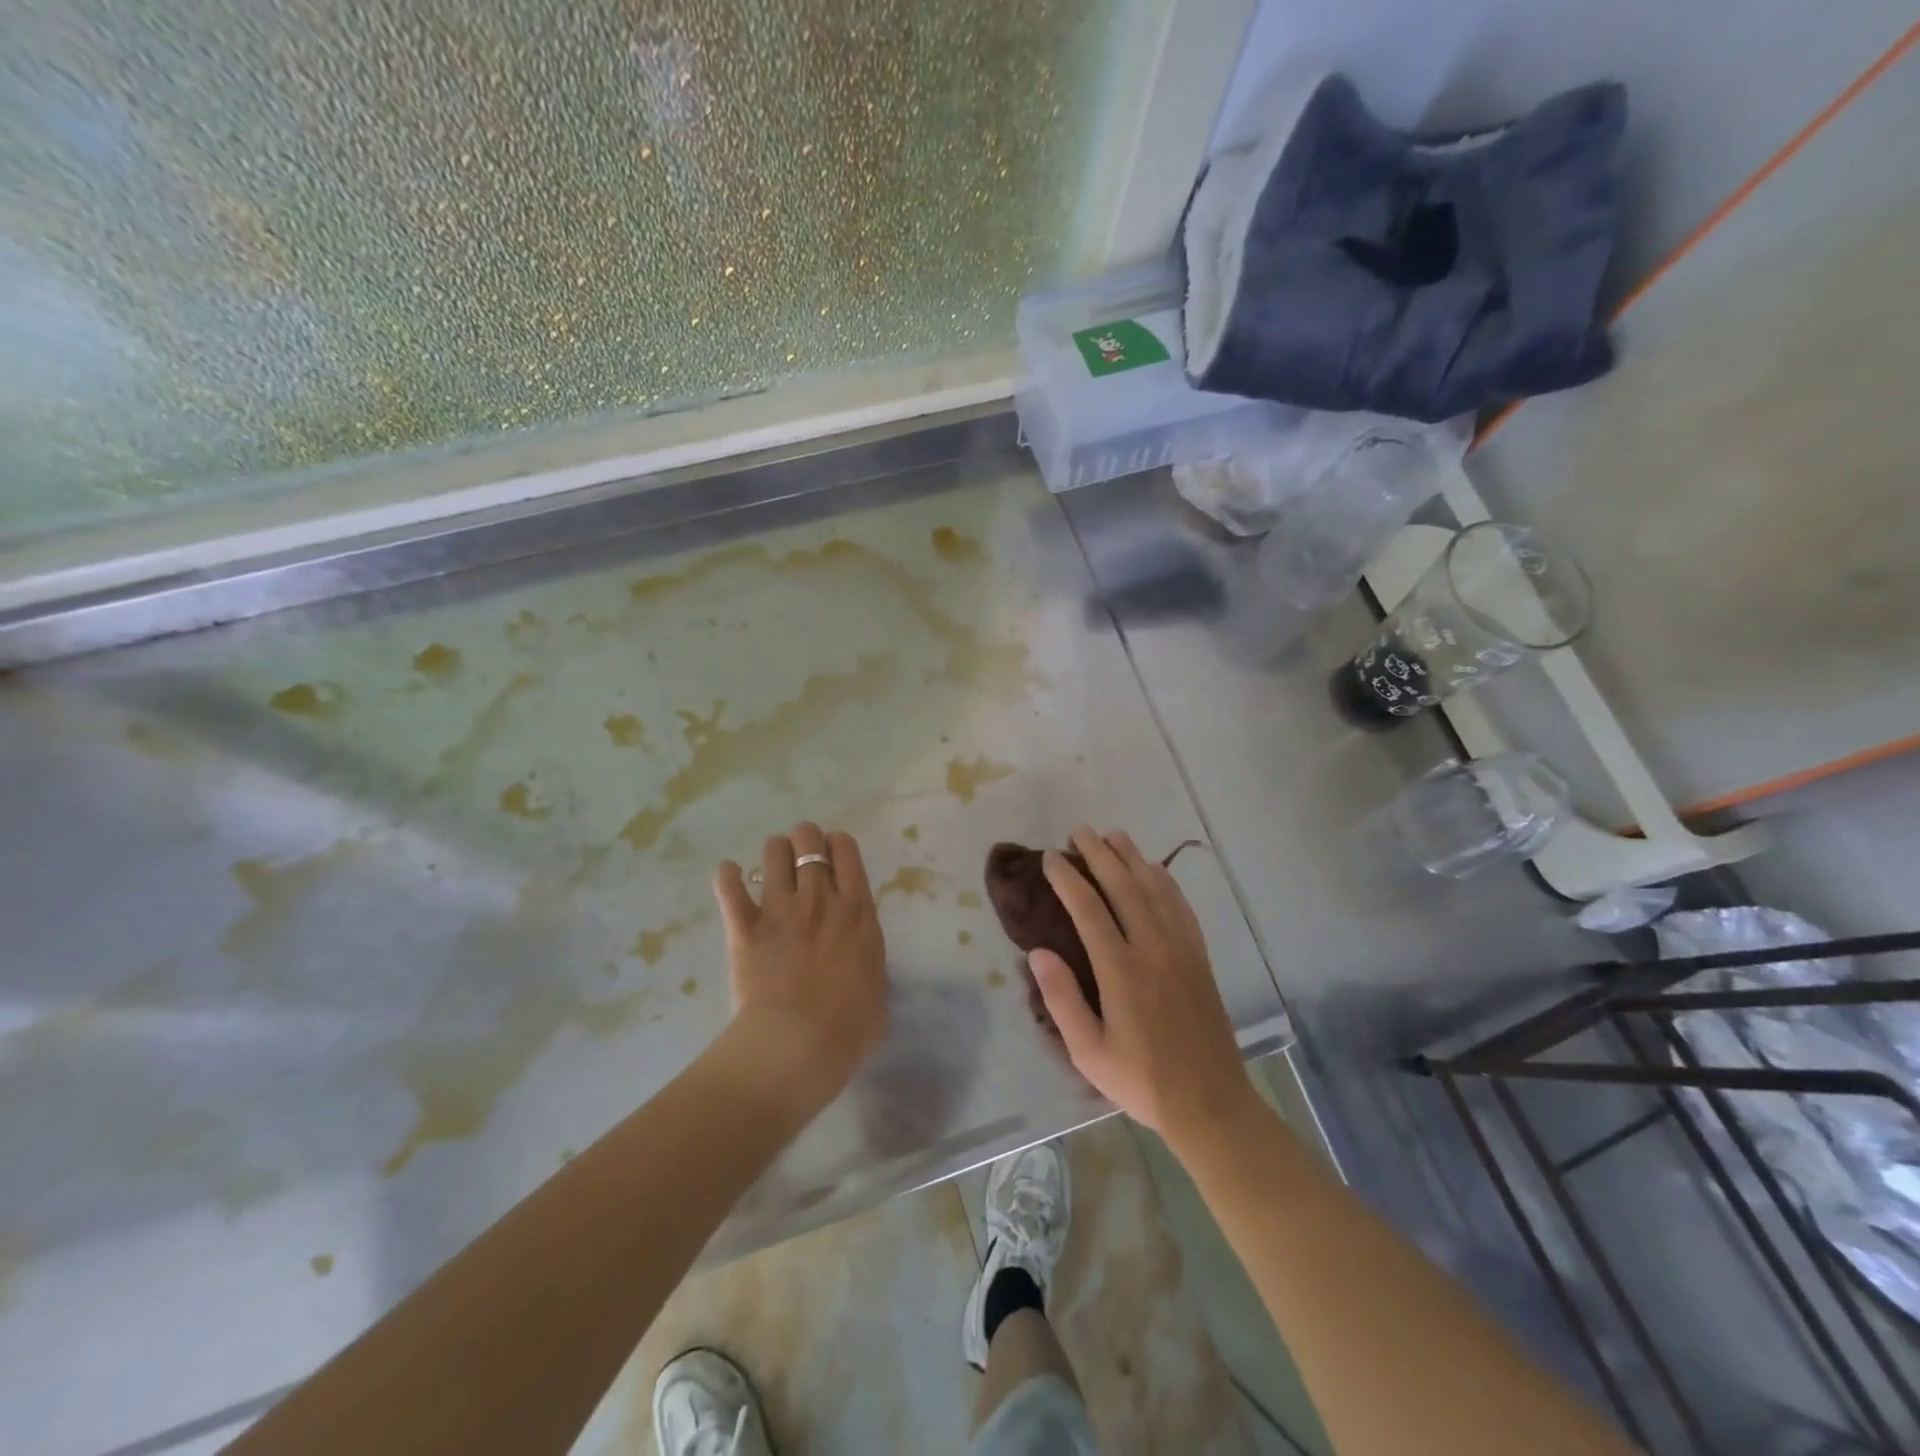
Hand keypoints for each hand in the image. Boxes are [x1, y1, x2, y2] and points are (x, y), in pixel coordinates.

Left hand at [713, 822, 887, 1101]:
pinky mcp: (745, 929)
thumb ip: (869, 966)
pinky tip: (729, 875)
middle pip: (808, 840)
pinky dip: (727, 878)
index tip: (833, 857)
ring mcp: (780, 910)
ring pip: (772, 853)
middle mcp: (819, 899)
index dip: (837, 845)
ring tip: (771, 868)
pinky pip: (730, 888)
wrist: (799, 1045)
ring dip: (773, 854)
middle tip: (801, 859)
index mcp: (857, 911)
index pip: (846, 849)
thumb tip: (862, 972)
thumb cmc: (849, 1027)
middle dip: (804, 841)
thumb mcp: (878, 990)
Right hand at [1030, 827, 1255, 1148]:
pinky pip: (1181, 908)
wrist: (1210, 1102)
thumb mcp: (1088, 1052)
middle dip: (1100, 854)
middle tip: (1079, 831)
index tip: (1050, 857)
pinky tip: (1155, 871)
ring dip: (1133, 859)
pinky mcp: (1199, 958)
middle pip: (1124, 887)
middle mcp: (1153, 949)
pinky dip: (1165, 882)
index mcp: (1122, 971)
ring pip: (1155, 890)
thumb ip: (1062, 999)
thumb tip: (1038, 951)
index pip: (1089, 908)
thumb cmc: (1141, 1080)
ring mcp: (1181, 950)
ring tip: (1114, 836)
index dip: (1067, 878)